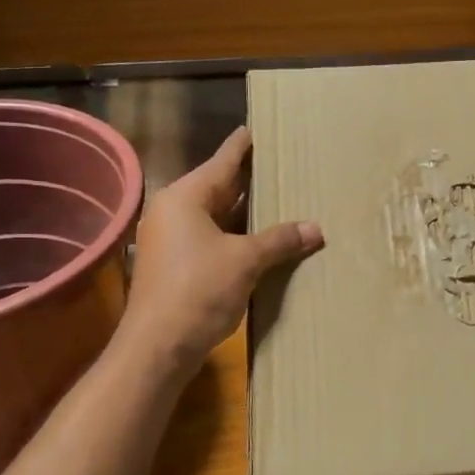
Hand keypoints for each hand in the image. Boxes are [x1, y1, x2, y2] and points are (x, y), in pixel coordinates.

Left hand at [121, 127, 322, 370]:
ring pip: (216, 216)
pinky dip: (236, 236)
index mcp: (185, 198)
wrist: (158, 346)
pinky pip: (212, 238)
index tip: (258, 128)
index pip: (222, 162)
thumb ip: (280, 240)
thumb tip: (316, 228)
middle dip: (249, 179)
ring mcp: (172, 240)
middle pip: (218, 187)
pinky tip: (261, 239)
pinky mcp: (176, 266)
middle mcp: (174, 212)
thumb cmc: (198, 291)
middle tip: (281, 164)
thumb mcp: (245, 261)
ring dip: (245, 212)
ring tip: (279, 198)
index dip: (242, 146)